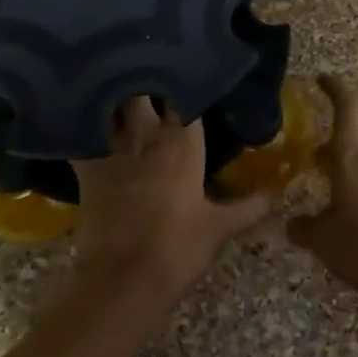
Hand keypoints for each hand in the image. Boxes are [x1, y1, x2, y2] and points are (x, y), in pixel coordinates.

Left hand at [71, 97, 270, 297]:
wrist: (123, 278)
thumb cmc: (178, 249)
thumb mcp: (220, 228)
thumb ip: (249, 206)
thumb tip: (278, 193)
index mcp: (183, 143)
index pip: (186, 96)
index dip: (186, 85)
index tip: (188, 78)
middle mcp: (148, 135)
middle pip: (143, 90)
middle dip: (145, 82)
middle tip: (150, 81)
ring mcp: (113, 148)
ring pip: (111, 104)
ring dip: (113, 97)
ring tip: (117, 90)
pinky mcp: (86, 166)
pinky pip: (80, 134)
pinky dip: (80, 125)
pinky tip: (80, 122)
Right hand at [287, 75, 357, 308]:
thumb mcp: (322, 239)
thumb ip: (303, 227)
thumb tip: (292, 223)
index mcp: (351, 160)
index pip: (345, 110)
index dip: (334, 89)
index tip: (321, 78)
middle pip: (350, 140)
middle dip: (328, 144)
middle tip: (306, 156)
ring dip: (340, 170)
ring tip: (320, 189)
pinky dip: (353, 190)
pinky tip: (342, 215)